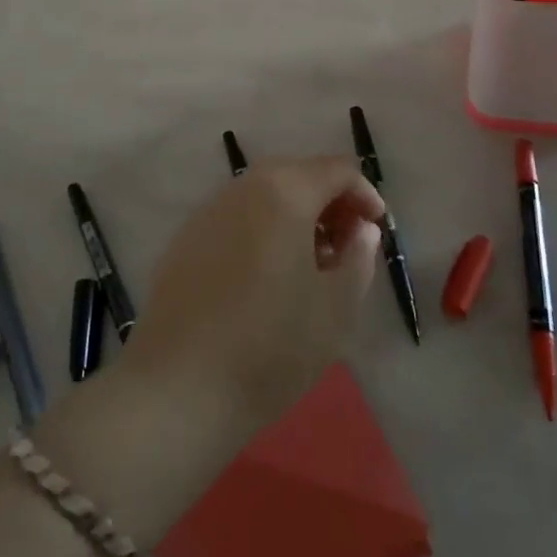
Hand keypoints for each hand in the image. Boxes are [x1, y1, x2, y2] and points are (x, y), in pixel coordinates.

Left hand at [122, 157, 384, 428]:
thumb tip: (361, 229)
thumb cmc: (272, 347)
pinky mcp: (185, 238)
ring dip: (295, 215)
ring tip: (309, 265)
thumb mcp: (336, 308)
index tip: (377, 232)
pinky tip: (265, 277)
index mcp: (285, 192)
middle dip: (329, 202)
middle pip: (298, 174)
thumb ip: (358, 257)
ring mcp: (208, 211)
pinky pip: (236, 218)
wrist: (179, 387)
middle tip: (346, 246)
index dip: (364, 194)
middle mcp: (243, 188)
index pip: (336, 169)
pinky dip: (261, 230)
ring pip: (264, 194)